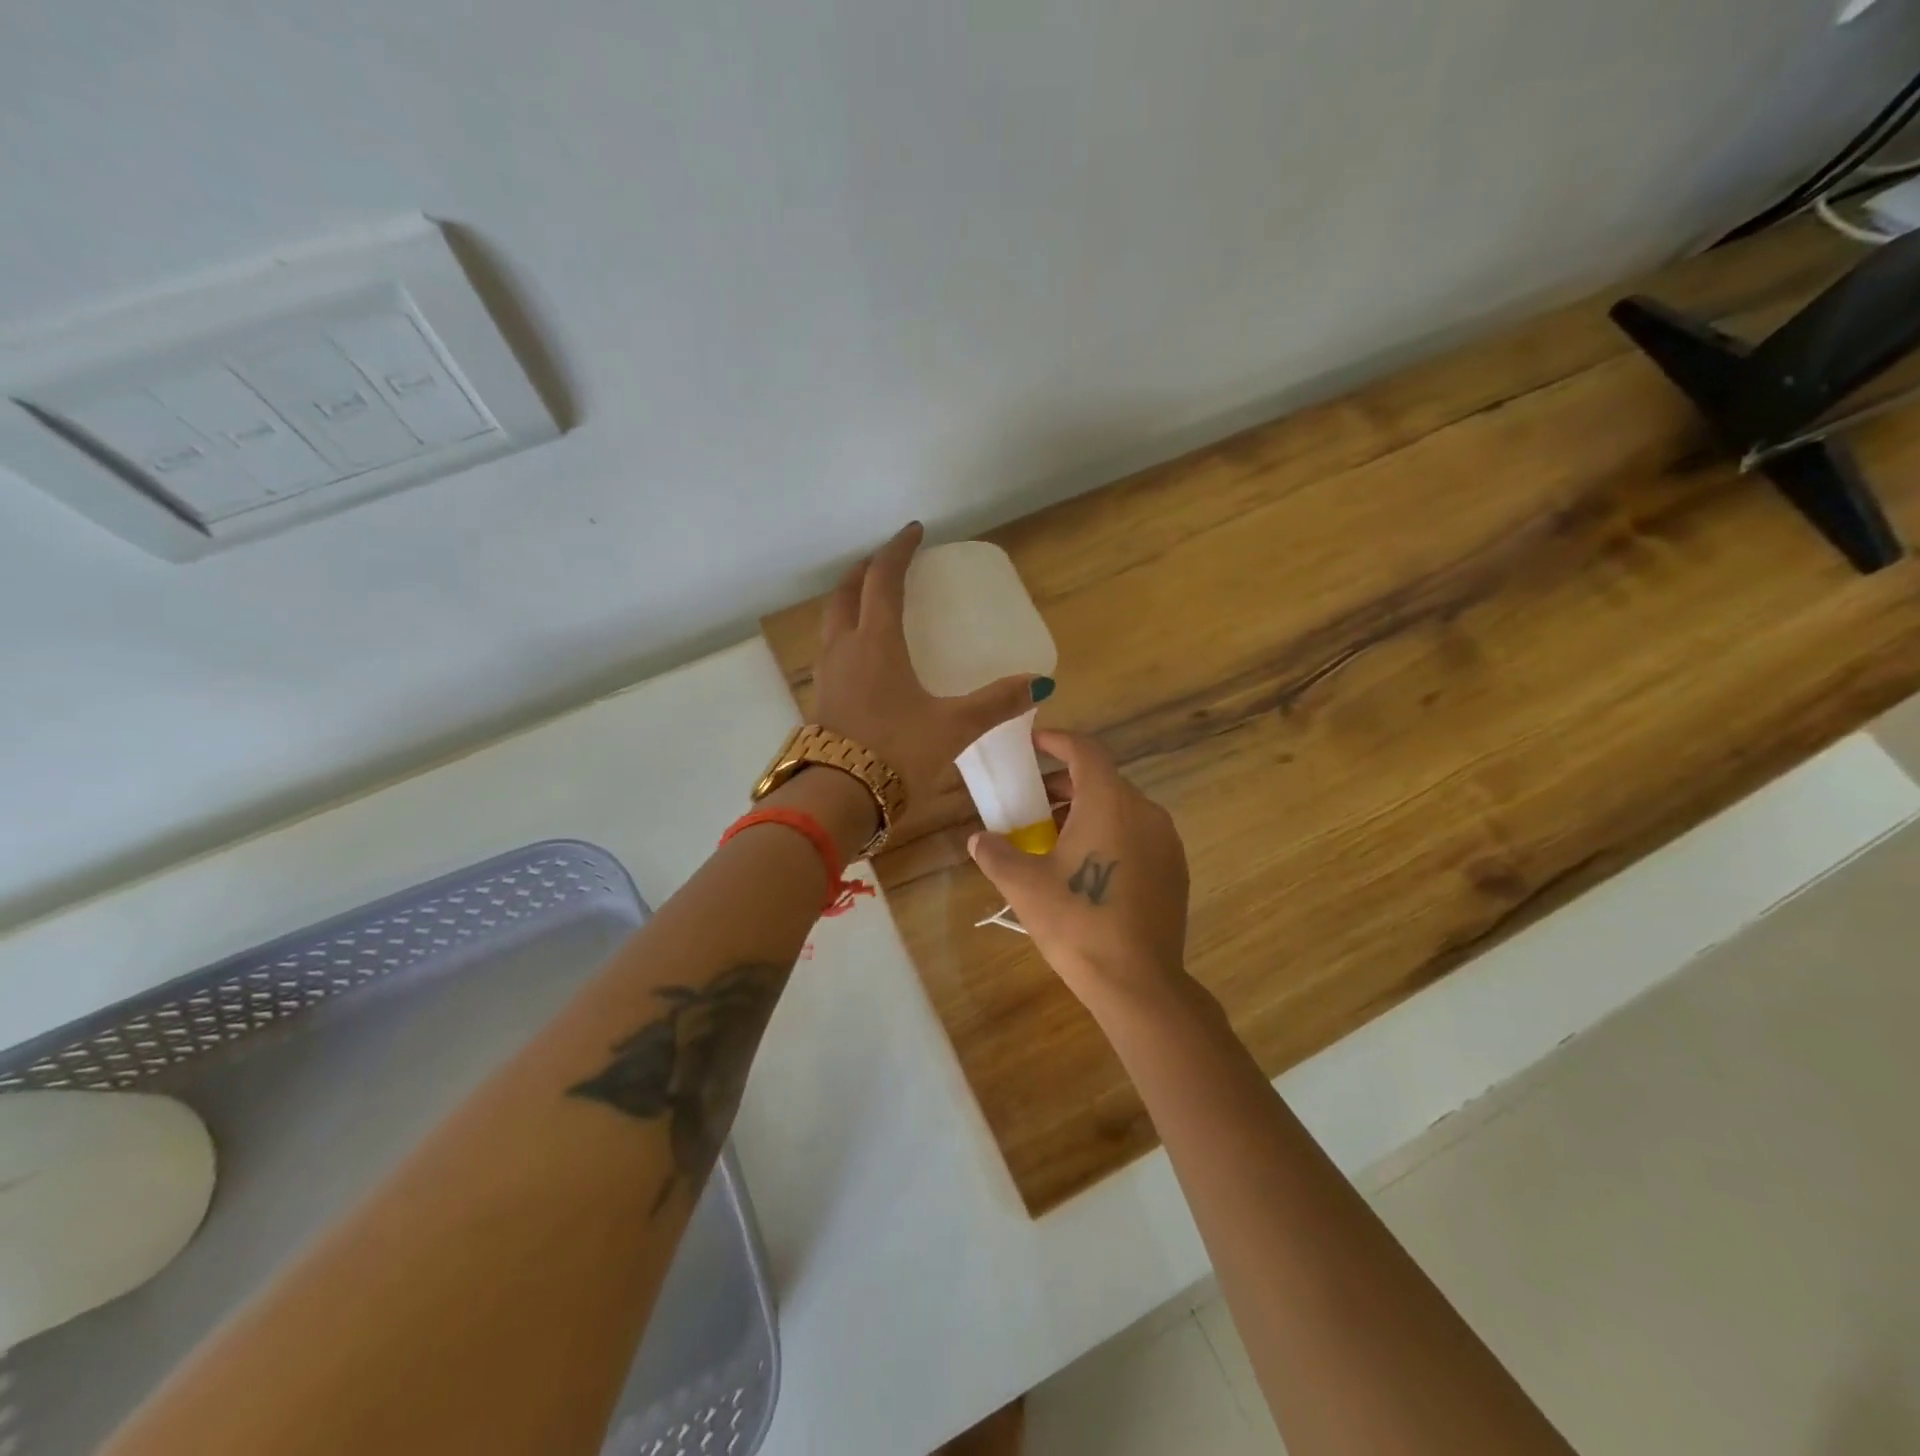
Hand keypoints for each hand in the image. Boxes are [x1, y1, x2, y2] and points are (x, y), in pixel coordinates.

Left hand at [812, 522, 1038, 825]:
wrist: (838, 798)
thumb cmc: (896, 752)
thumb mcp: (953, 726)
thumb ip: (996, 703)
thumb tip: (1039, 684)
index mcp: (875, 642)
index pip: (883, 579)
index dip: (898, 550)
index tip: (914, 531)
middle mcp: (844, 648)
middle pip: (846, 591)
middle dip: (866, 569)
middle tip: (889, 562)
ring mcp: (827, 673)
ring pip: (832, 619)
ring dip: (850, 600)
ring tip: (873, 602)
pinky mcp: (821, 698)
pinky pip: (831, 648)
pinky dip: (846, 632)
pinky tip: (865, 656)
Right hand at [967, 730, 1192, 1016]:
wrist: (1137, 982)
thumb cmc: (1076, 922)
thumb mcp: (1023, 885)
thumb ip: (995, 853)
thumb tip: (978, 839)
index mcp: (1109, 802)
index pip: (1085, 750)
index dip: (1057, 741)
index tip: (1034, 744)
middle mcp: (1144, 811)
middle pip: (1102, 780)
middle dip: (1065, 785)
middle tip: (1033, 804)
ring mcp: (1166, 841)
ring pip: (1122, 809)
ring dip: (1087, 812)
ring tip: (1055, 840)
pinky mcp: (1175, 870)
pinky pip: (1138, 835)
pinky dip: (1111, 835)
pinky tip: (1088, 868)